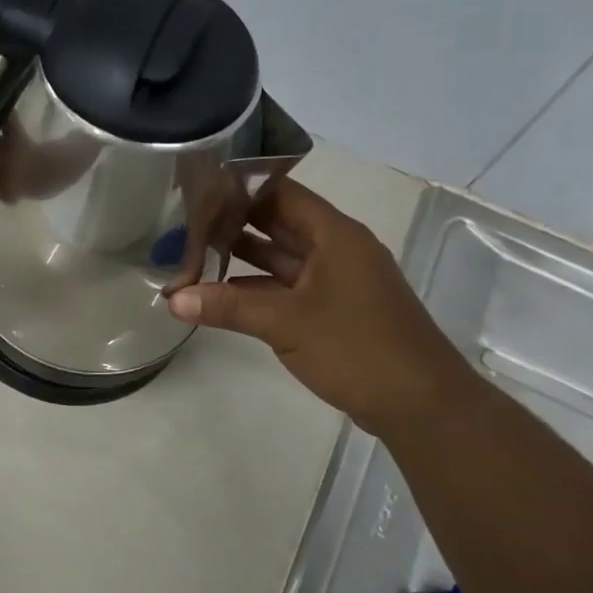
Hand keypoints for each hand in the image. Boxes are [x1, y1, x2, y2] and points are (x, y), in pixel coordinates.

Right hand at [166, 178, 478, 437]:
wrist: (419, 403)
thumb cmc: (356, 347)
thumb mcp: (285, 322)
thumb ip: (227, 306)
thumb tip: (172, 298)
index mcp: (334, 235)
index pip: (281, 193)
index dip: (240, 188)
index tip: (196, 188)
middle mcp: (336, 250)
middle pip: (279, 224)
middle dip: (234, 223)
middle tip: (184, 221)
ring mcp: (336, 282)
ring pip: (282, 259)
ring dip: (242, 258)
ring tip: (191, 254)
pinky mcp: (334, 312)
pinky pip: (288, 289)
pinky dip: (257, 290)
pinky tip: (220, 296)